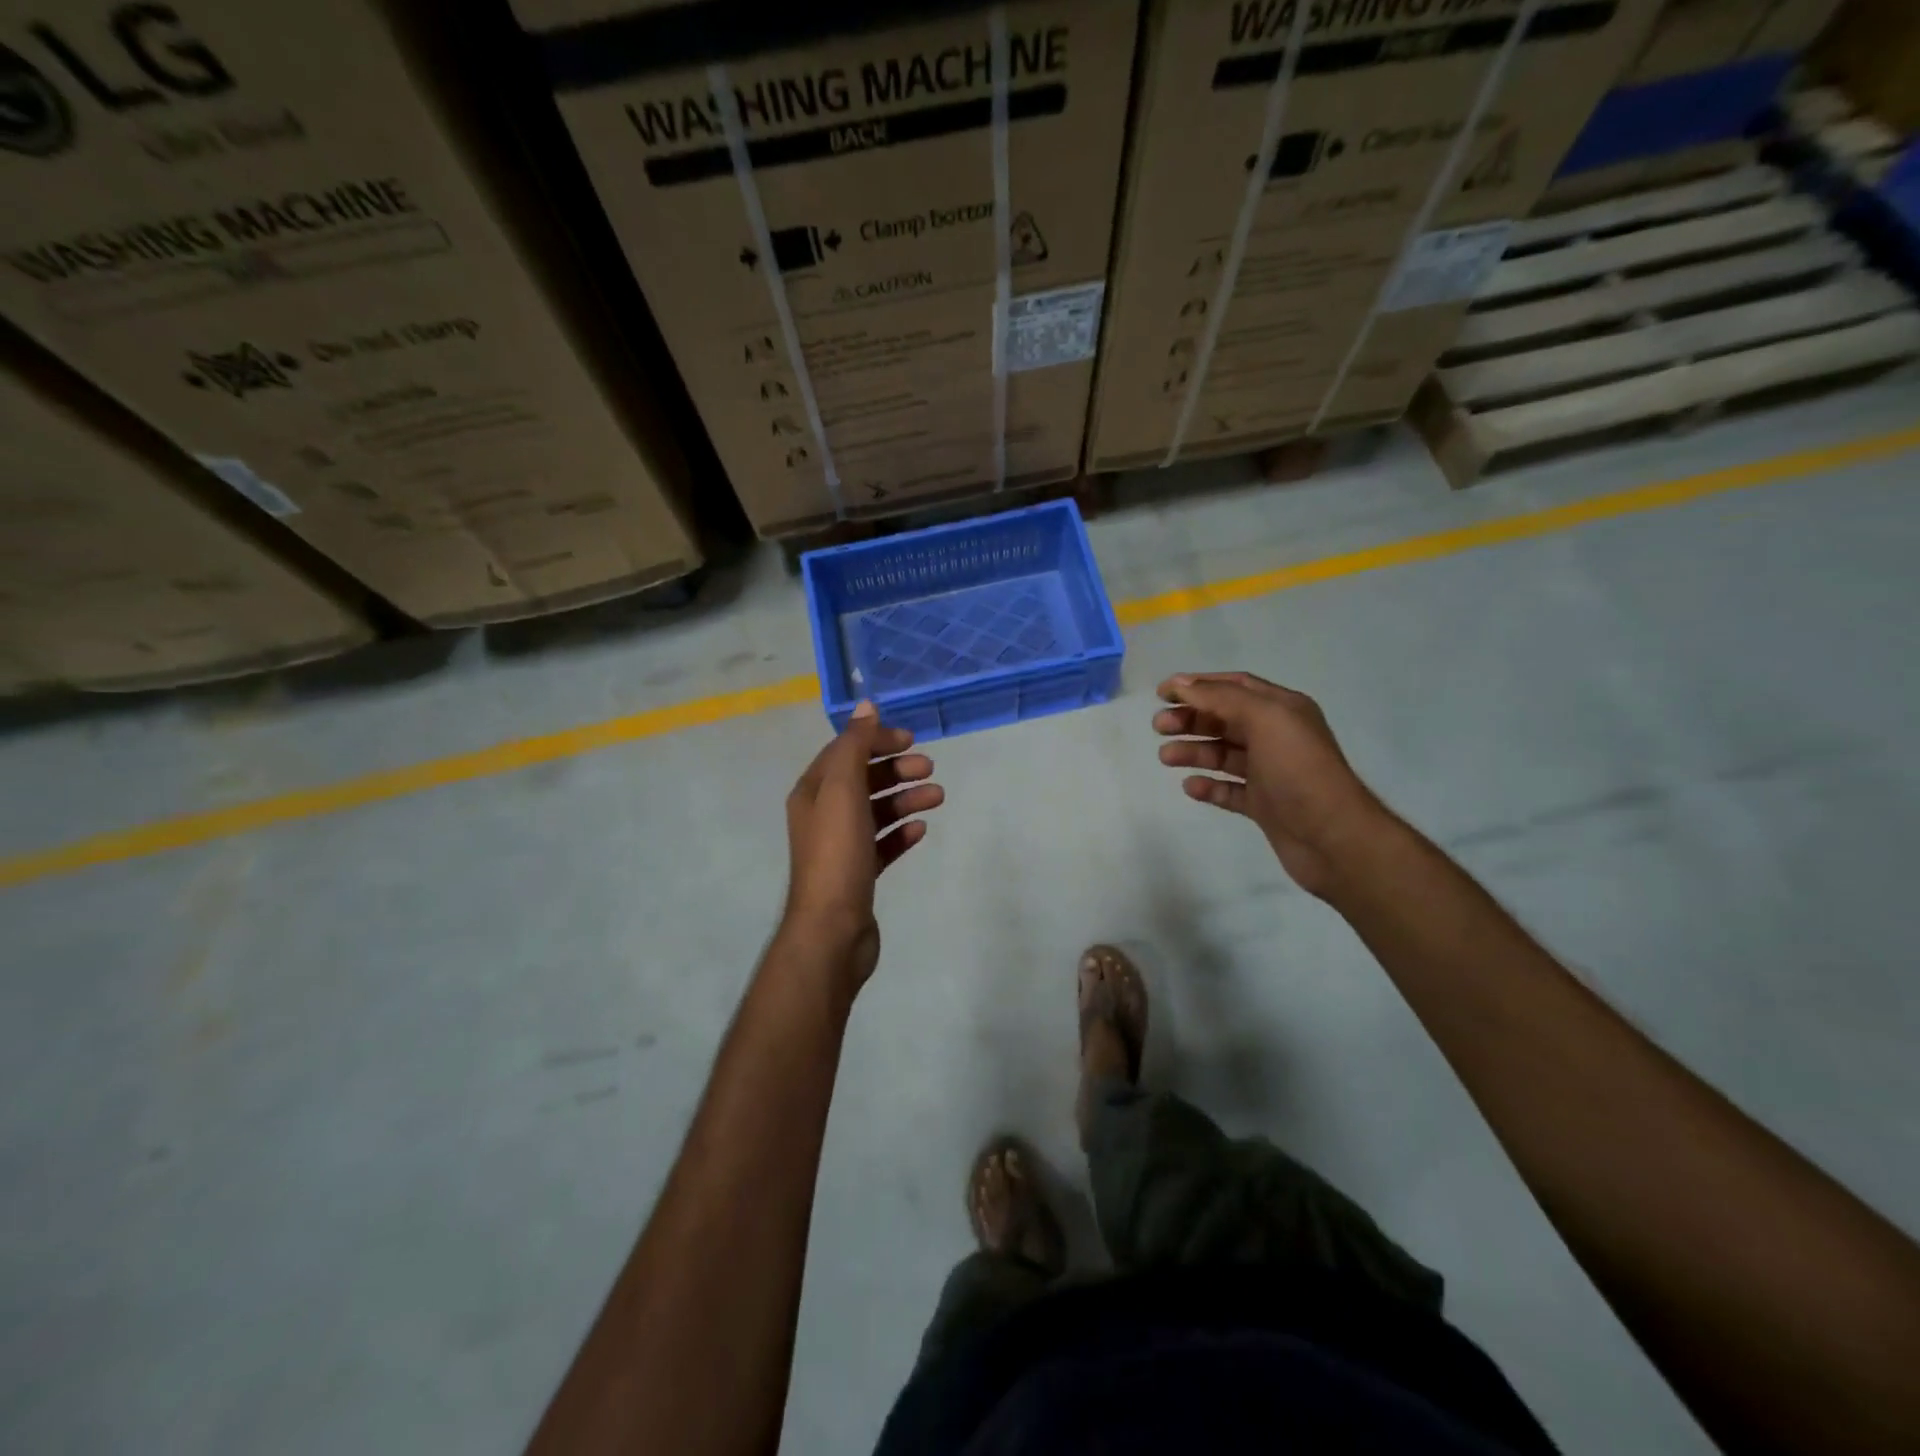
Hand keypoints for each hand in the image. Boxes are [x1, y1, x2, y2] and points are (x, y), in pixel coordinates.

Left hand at [782, 701, 942, 988]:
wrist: (832, 927)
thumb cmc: (837, 852)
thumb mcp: (843, 790)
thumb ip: (854, 746)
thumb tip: (866, 706)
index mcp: (813, 791)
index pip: (845, 751)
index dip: (876, 740)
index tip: (911, 739)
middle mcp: (822, 814)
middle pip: (863, 779)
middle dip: (896, 769)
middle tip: (929, 768)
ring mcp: (841, 846)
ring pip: (877, 810)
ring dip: (906, 798)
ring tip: (937, 797)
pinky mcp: (858, 872)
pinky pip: (883, 843)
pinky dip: (901, 831)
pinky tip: (921, 830)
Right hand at [1154, 672, 1382, 897]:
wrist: (1333, 838)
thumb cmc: (1299, 770)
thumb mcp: (1265, 719)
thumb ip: (1222, 698)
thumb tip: (1181, 684)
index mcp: (1283, 710)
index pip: (1235, 686)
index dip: (1198, 686)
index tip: (1162, 693)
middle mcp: (1277, 737)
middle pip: (1225, 719)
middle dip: (1191, 719)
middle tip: (1159, 727)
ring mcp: (1270, 773)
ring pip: (1223, 755)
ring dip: (1194, 751)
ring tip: (1166, 758)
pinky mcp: (1264, 806)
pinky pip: (1229, 791)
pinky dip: (1208, 787)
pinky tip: (1191, 787)